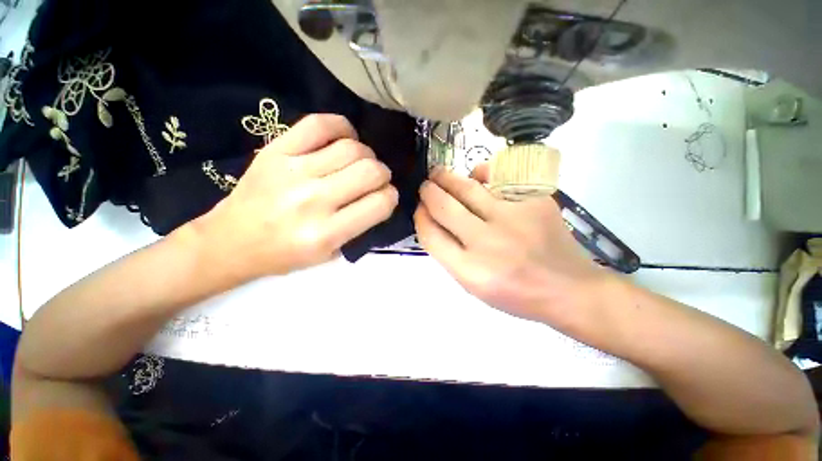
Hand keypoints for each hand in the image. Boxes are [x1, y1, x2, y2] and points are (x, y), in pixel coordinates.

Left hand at [193, 114, 397, 282]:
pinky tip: (344, 139)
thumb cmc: (285, 254)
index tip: (385, 196)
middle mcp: (313, 201)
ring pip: (352, 148)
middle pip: (370, 171)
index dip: (391, 197)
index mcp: (326, 233)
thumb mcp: (330, 254)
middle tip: (375, 179)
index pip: (380, 203)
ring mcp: (292, 171)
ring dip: (366, 154)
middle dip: (382, 174)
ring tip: (359, 162)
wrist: (231, 242)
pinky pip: (319, 124)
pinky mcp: (276, 150)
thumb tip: (381, 195)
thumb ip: (360, 225)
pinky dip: (341, 127)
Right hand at [414, 165, 611, 322]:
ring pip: (467, 187)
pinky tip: (477, 176)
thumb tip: (433, 221)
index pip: (431, 234)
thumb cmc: (516, 293)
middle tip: (426, 186)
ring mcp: (514, 217)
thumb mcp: (474, 286)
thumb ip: (450, 255)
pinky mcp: (534, 200)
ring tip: (439, 174)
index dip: (420, 217)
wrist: (569, 288)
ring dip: (446, 177)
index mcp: (471, 270)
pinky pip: (498, 177)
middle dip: (428, 192)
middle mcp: (488, 242)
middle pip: (444, 206)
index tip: (419, 209)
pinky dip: (482, 174)